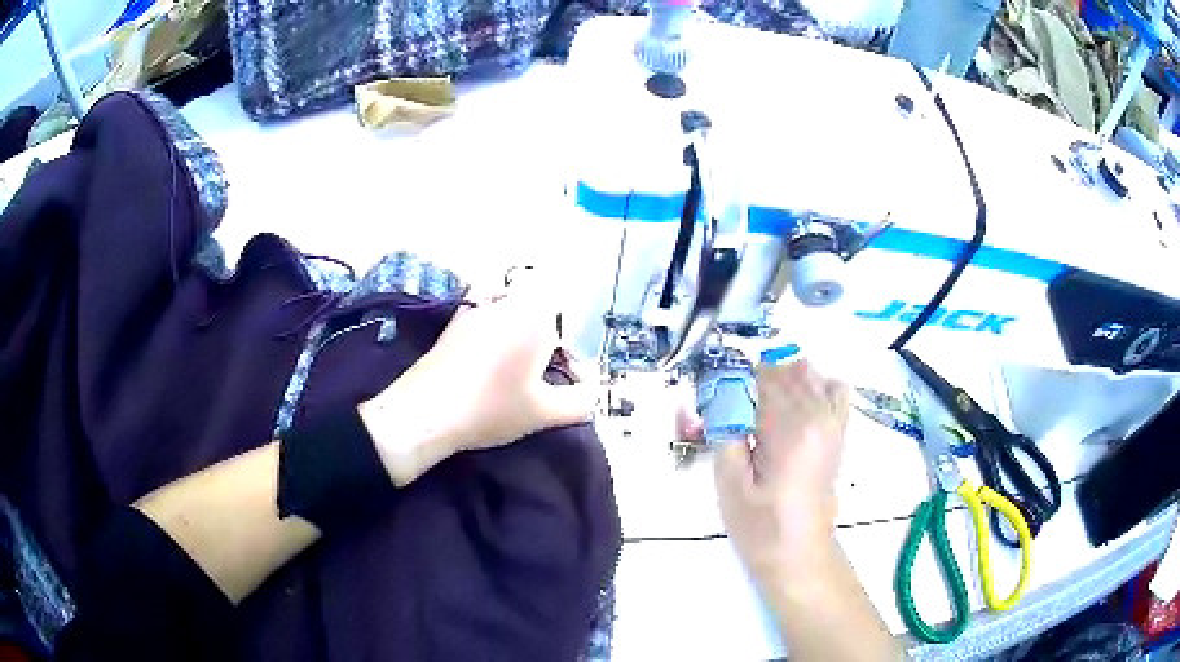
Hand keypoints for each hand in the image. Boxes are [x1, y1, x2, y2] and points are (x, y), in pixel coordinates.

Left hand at [360, 272, 595, 485]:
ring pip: (508, 305)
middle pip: (536, 302)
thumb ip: (579, 401)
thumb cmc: (491, 408)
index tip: (567, 365)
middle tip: (544, 370)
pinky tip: (489, 359)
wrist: (425, 412)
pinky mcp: (453, 323)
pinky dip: (492, 327)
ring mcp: (475, 309)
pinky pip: (483, 312)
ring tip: (516, 366)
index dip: (570, 330)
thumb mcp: (544, 412)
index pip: (563, 300)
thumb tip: (592, 393)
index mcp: (533, 315)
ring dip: (518, 327)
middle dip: (546, 331)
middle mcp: (505, 302)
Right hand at [709, 360, 849, 586]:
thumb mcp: (729, 485)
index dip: (735, 383)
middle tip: (733, 411)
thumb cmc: (760, 527)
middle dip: (754, 381)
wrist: (800, 554)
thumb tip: (720, 398)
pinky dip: (815, 384)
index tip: (718, 402)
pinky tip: (796, 402)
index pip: (761, 379)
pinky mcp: (839, 432)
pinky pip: (834, 389)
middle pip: (784, 372)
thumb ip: (725, 434)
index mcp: (788, 429)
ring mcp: (833, 422)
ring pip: (808, 375)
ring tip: (760, 408)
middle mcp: (817, 416)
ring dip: (781, 380)